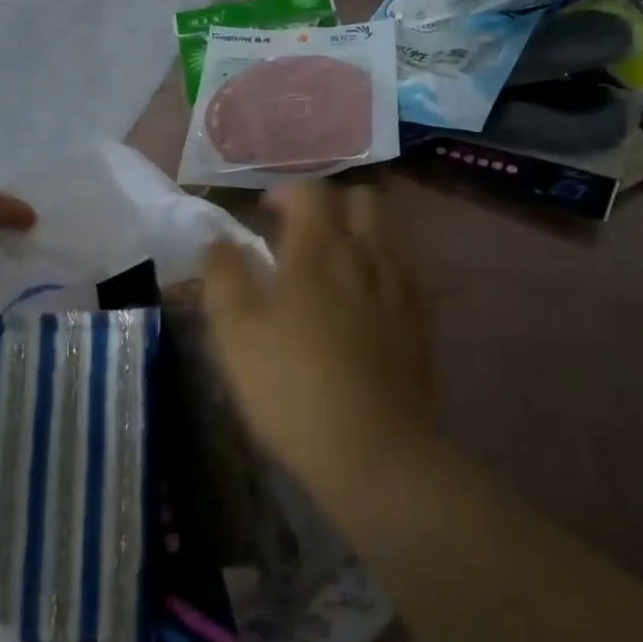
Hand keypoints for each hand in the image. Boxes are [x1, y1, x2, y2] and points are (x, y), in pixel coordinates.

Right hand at [202, 182, 436, 495]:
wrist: (374, 450)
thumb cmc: (292, 387)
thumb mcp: (234, 333)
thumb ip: (223, 275)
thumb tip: (220, 241)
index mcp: (320, 249)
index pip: (311, 190)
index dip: (286, 193)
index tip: (266, 215)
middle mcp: (368, 254)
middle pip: (362, 199)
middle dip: (332, 205)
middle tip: (304, 234)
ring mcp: (402, 286)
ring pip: (390, 232)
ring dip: (361, 232)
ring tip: (334, 265)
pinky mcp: (422, 320)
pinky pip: (406, 271)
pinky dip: (383, 268)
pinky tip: (364, 301)